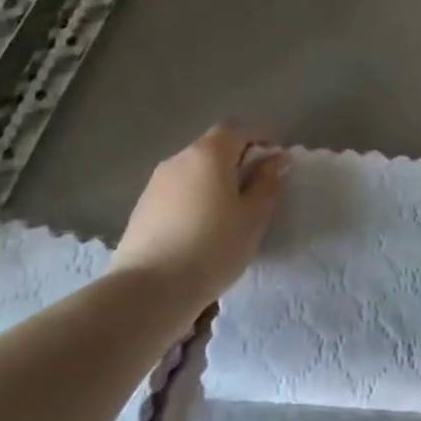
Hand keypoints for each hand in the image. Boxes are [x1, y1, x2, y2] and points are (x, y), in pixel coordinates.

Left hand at [111, 123, 288, 300]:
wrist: (148, 290)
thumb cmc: (212, 247)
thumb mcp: (253, 217)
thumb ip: (268, 183)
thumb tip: (279, 158)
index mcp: (209, 153)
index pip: (237, 129)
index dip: (259, 140)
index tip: (275, 164)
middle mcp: (179, 159)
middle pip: (213, 148)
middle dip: (237, 162)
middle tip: (256, 192)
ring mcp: (155, 183)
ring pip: (193, 172)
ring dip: (213, 183)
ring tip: (228, 215)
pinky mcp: (141, 208)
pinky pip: (177, 193)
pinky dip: (193, 200)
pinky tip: (200, 231)